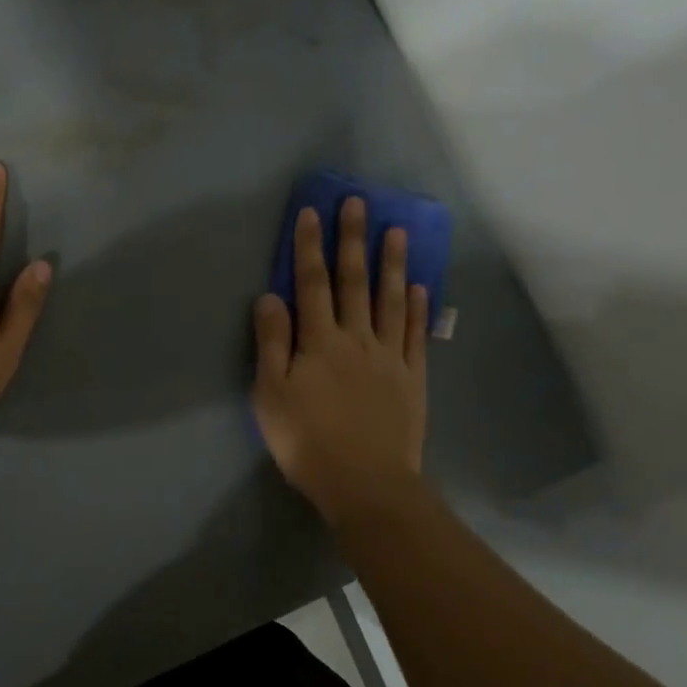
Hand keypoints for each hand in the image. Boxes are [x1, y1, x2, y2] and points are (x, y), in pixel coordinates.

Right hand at [252, 196, 427, 520]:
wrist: (365, 483)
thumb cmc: (307, 441)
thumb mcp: (271, 395)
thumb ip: (271, 343)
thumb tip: (269, 296)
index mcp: (318, 342)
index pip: (311, 284)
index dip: (309, 247)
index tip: (311, 213)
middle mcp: (356, 338)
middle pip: (354, 282)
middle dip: (352, 240)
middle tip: (358, 203)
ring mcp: (389, 356)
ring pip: (389, 301)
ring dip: (391, 264)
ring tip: (396, 230)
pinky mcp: (412, 378)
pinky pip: (414, 335)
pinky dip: (415, 308)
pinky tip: (417, 287)